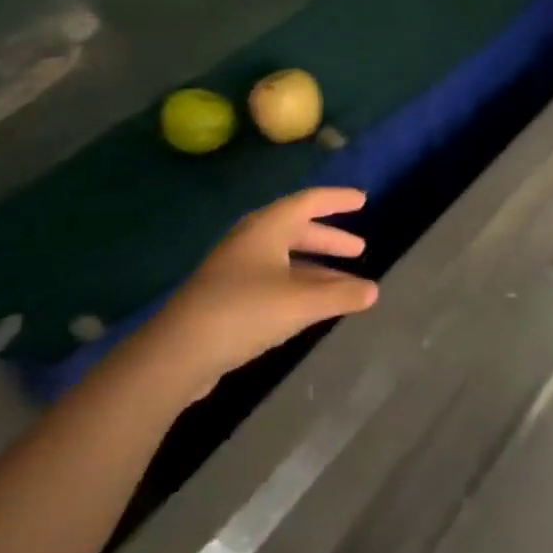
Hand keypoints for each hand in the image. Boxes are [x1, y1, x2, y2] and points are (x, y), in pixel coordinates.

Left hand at [139, 188, 378, 401]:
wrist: (178, 352)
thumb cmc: (244, 312)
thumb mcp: (299, 303)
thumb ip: (339, 295)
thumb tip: (374, 290)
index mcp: (267, 227)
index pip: (309, 201)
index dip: (337, 200)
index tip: (363, 200)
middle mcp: (252, 239)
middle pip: (297, 230)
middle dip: (329, 238)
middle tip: (359, 248)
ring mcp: (236, 268)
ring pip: (286, 258)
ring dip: (316, 267)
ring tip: (345, 282)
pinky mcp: (228, 296)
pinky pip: (274, 280)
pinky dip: (298, 285)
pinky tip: (312, 306)